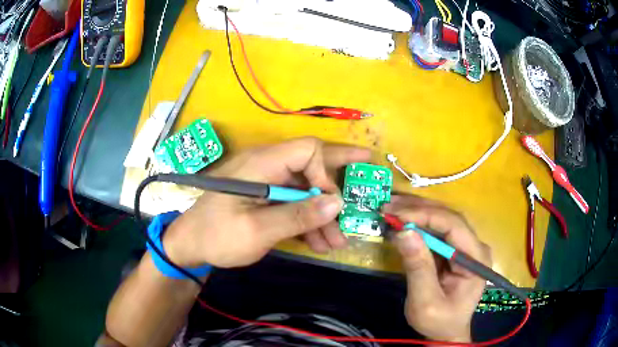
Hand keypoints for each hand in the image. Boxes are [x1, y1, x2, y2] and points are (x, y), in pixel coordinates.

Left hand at [163, 137, 370, 267]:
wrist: (190, 245)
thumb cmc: (217, 236)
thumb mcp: (257, 230)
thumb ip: (297, 215)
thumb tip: (337, 201)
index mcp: (261, 164)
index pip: (306, 150)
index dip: (326, 172)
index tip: (332, 203)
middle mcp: (266, 166)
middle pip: (311, 162)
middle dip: (338, 178)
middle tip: (368, 175)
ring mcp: (266, 183)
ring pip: (305, 188)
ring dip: (323, 213)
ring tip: (337, 241)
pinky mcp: (265, 198)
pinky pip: (294, 202)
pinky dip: (308, 220)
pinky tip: (320, 242)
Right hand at [384, 196, 490, 342]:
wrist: (446, 333)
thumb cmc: (439, 322)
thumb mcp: (425, 302)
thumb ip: (418, 268)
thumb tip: (403, 232)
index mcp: (476, 258)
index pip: (454, 226)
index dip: (426, 216)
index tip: (397, 215)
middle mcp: (475, 246)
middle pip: (449, 217)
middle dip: (418, 209)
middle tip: (389, 206)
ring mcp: (466, 246)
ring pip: (442, 219)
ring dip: (416, 212)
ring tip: (391, 208)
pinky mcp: (454, 250)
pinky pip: (437, 231)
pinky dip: (417, 224)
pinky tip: (401, 221)